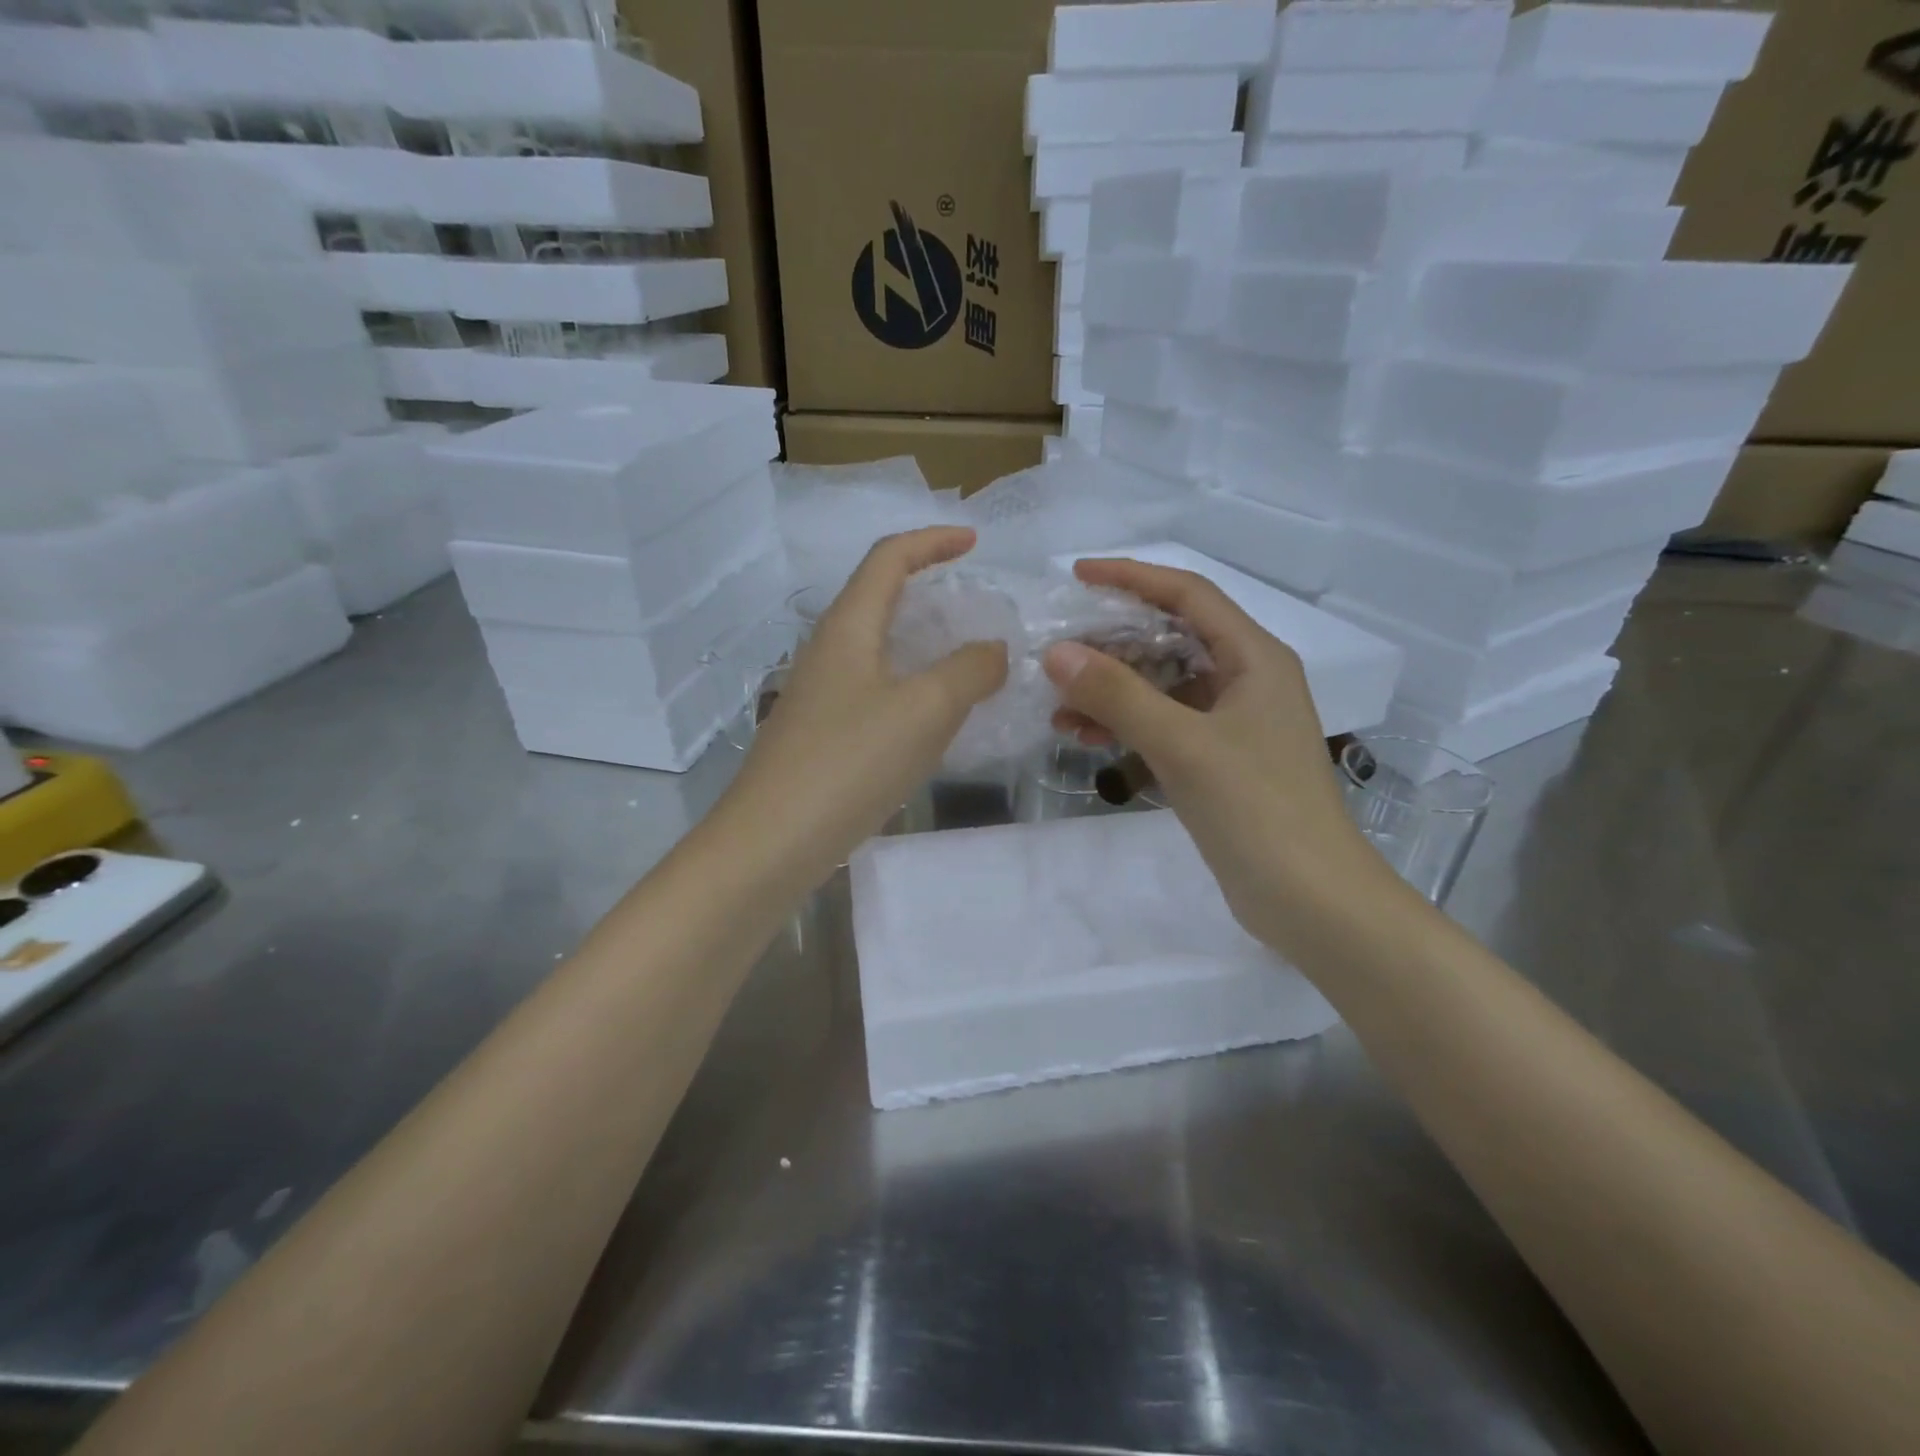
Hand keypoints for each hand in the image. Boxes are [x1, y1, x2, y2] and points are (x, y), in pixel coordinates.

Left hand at [722, 528, 1007, 876]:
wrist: (771, 841)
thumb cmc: (850, 761)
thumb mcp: (926, 710)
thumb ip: (969, 671)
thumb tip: (993, 650)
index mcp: (848, 627)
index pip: (888, 558)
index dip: (932, 540)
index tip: (974, 543)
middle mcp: (827, 650)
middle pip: (878, 597)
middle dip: (926, 588)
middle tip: (973, 604)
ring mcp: (819, 694)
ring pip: (876, 647)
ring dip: (920, 642)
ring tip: (964, 661)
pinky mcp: (819, 733)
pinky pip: (872, 689)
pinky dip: (909, 685)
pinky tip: (931, 718)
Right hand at [1044, 558, 1406, 955]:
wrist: (1310, 900)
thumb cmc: (1256, 809)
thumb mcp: (1182, 744)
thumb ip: (1118, 695)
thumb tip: (1057, 653)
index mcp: (1254, 658)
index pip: (1188, 594)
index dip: (1132, 577)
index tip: (1077, 576)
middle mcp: (1246, 680)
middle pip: (1171, 638)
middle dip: (1112, 642)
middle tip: (1057, 652)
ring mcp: (1233, 723)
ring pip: (1162, 686)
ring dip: (1112, 690)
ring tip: (1058, 706)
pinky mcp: (1219, 761)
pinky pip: (1164, 724)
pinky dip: (1126, 724)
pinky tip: (1085, 737)